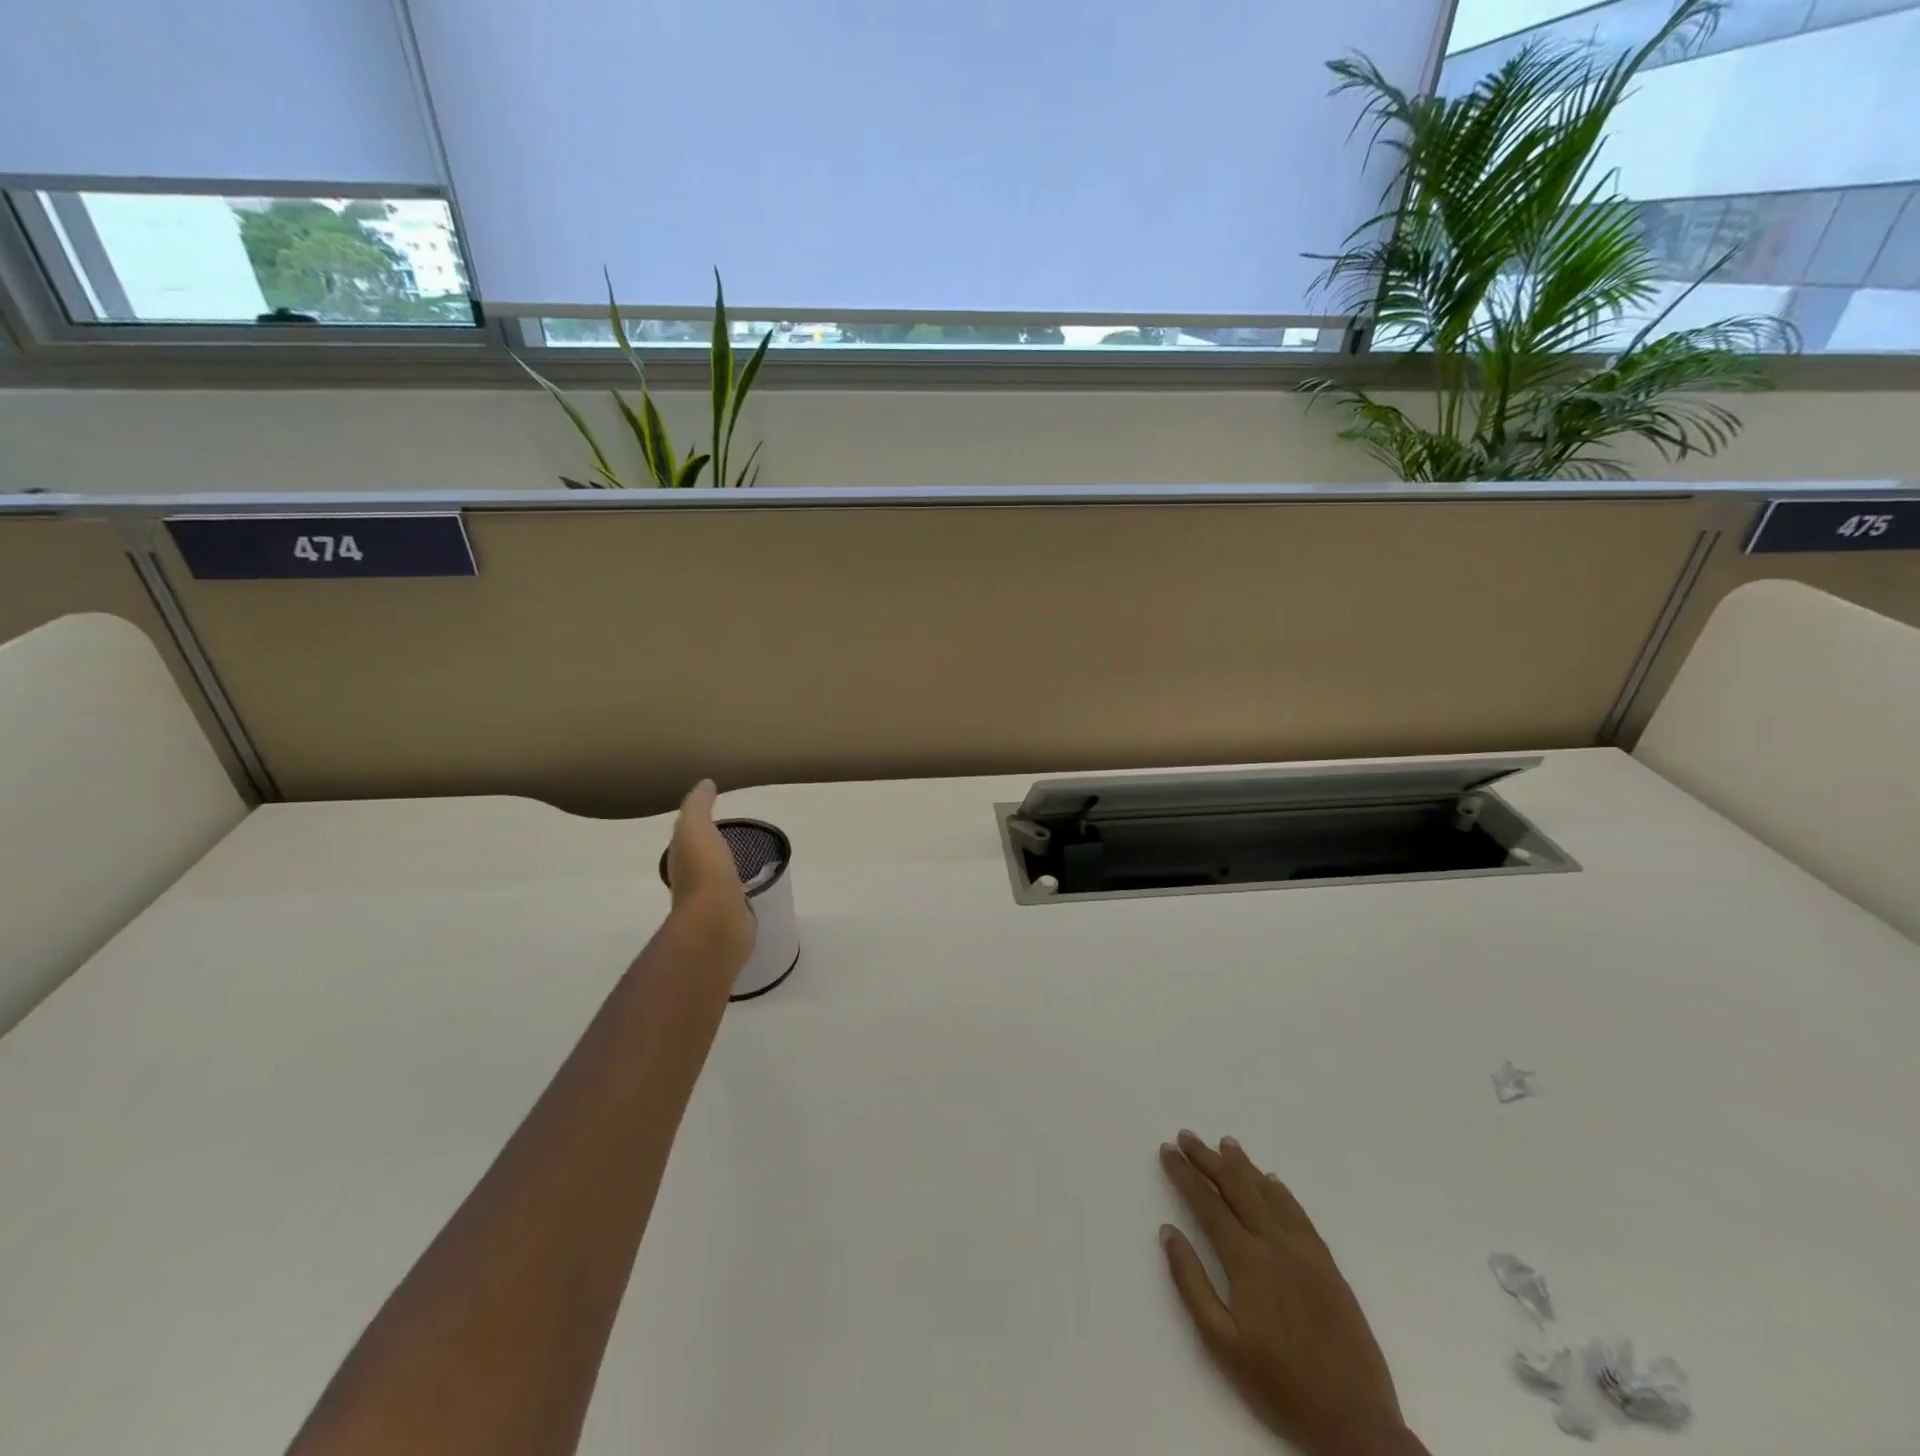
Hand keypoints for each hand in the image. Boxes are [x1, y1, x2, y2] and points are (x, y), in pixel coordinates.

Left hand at [663, 780, 754, 971]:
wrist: (717, 920)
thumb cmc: (705, 870)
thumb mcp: (696, 827)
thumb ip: (698, 805)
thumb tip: (705, 784)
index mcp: (681, 859)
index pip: (687, 840)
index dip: (698, 827)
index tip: (716, 817)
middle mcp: (691, 881)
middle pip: (702, 861)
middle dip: (714, 849)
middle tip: (735, 835)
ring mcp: (712, 902)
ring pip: (720, 879)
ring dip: (729, 870)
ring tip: (750, 859)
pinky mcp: (733, 918)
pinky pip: (737, 896)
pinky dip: (743, 888)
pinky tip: (757, 884)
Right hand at [1158, 1131, 1419, 1455]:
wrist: (1356, 1424)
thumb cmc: (1280, 1386)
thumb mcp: (1222, 1344)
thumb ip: (1192, 1283)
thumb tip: (1168, 1232)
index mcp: (1247, 1260)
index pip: (1208, 1204)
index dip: (1185, 1175)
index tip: (1167, 1151)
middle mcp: (1275, 1244)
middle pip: (1236, 1188)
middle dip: (1208, 1159)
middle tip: (1187, 1136)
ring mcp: (1305, 1252)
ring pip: (1268, 1193)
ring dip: (1243, 1166)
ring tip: (1226, 1144)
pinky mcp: (1328, 1266)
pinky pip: (1299, 1214)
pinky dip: (1281, 1192)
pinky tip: (1273, 1181)